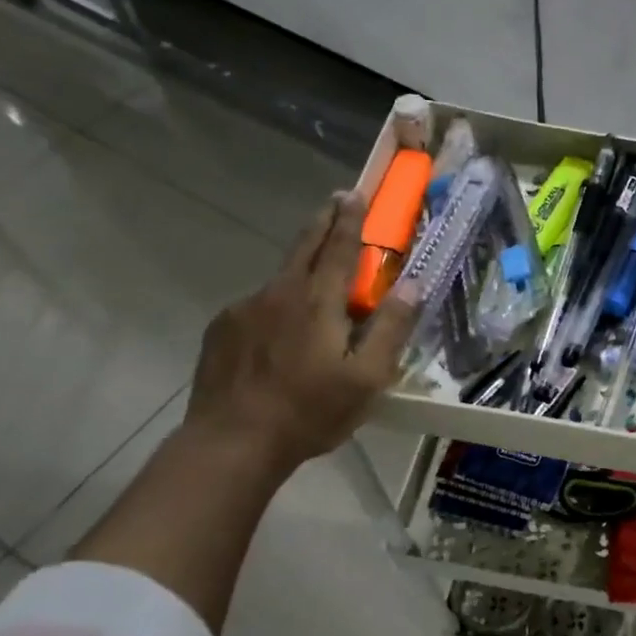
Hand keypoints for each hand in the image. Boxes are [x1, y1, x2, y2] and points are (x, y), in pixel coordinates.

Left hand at [184, 191, 418, 477]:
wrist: (232, 442)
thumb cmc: (310, 412)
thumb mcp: (367, 378)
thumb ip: (391, 328)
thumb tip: (413, 285)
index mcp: (318, 301)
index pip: (338, 247)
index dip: (349, 218)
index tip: (354, 193)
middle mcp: (279, 293)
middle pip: (304, 246)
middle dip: (322, 222)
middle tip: (335, 202)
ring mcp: (244, 309)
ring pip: (280, 280)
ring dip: (300, 271)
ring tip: (313, 289)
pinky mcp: (222, 330)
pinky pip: (257, 307)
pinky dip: (275, 307)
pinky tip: (279, 336)